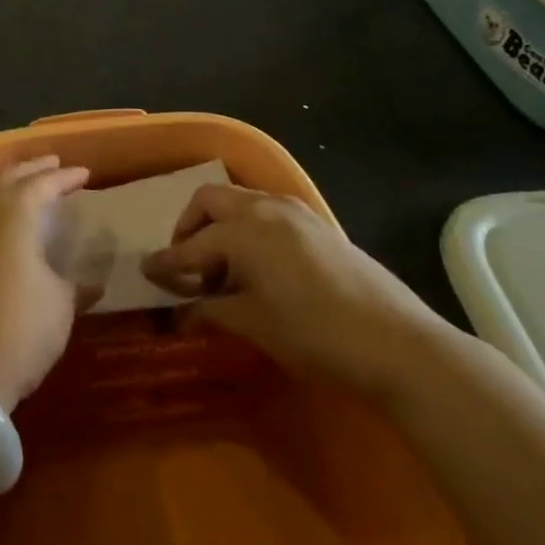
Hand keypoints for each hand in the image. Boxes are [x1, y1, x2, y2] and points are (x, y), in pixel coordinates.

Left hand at [0, 156, 92, 411]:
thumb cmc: (18, 331)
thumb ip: (73, 284)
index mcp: (14, 212)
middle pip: (8, 177)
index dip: (65, 178)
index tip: (84, 174)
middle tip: (54, 164)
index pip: (43, 183)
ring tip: (23, 178)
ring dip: (5, 179)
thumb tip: (89, 281)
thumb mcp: (59, 306)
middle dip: (33, 168)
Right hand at [140, 184, 446, 399]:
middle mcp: (265, 208)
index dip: (167, 263)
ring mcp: (295, 212)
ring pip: (241, 201)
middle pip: (210, 201)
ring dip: (221, 226)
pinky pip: (268, 212)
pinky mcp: (318, 224)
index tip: (147, 273)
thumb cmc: (314, 335)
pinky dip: (249, 228)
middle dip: (189, 228)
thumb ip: (211, 310)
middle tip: (187, 264)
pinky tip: (258, 265)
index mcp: (243, 231)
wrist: (397, 344)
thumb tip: (181, 312)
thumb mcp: (254, 325)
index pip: (191, 246)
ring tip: (223, 269)